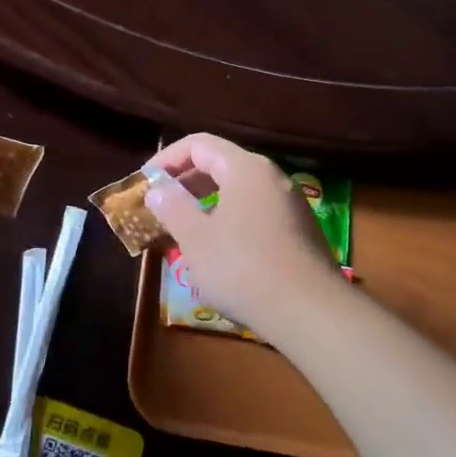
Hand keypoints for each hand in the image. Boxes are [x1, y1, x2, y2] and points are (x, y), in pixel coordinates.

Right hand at [145, 133, 346, 336]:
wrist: (310, 312)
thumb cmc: (243, 268)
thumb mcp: (195, 238)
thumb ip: (172, 207)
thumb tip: (157, 190)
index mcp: (246, 168)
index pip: (199, 144)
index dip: (167, 159)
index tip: (145, 182)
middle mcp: (272, 177)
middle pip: (221, 164)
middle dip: (185, 182)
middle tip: (160, 206)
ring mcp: (290, 204)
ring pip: (239, 190)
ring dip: (206, 203)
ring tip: (183, 228)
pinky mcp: (300, 231)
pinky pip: (255, 211)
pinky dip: (229, 218)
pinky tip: (218, 249)